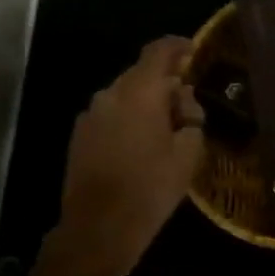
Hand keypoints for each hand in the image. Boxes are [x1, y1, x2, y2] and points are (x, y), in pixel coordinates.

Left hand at [53, 37, 204, 275]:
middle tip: (189, 108)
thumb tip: (182, 103)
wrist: (98, 229)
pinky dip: (130, 119)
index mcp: (139, 93)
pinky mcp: (80, 136)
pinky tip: (143, 145)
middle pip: (141, 74)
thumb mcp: (188, 152)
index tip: (195, 52)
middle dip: (166, 83)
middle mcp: (110, 95)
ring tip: (167, 130)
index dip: (179, 46)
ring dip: (147, 103)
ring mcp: (90, 116)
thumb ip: (190, 117)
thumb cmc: (150, 187)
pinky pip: (111, 114)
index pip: (159, 51)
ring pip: (125, 95)